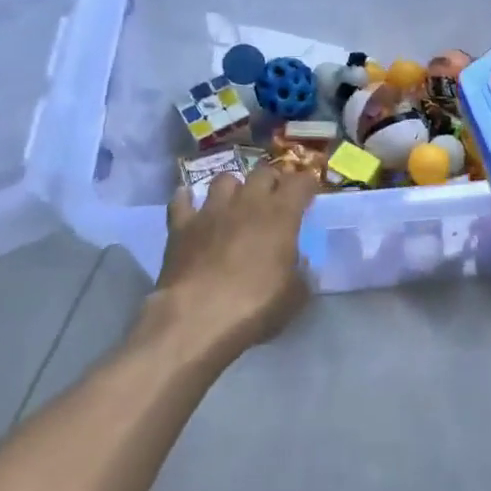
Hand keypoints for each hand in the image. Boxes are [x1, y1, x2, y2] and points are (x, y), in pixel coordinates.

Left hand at [147, 164, 318, 365]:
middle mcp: (248, 202)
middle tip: (275, 198)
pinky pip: (181, 199)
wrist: (197, 319)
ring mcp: (212, 210)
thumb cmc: (255, 306)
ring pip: (224, 179)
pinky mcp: (181, 225)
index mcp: (281, 214)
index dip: (307, 185)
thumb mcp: (295, 296)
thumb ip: (302, 272)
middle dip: (272, 181)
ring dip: (234, 187)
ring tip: (235, 202)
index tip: (309, 195)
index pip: (300, 181)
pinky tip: (190, 205)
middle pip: (263, 172)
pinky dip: (187, 199)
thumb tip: (300, 263)